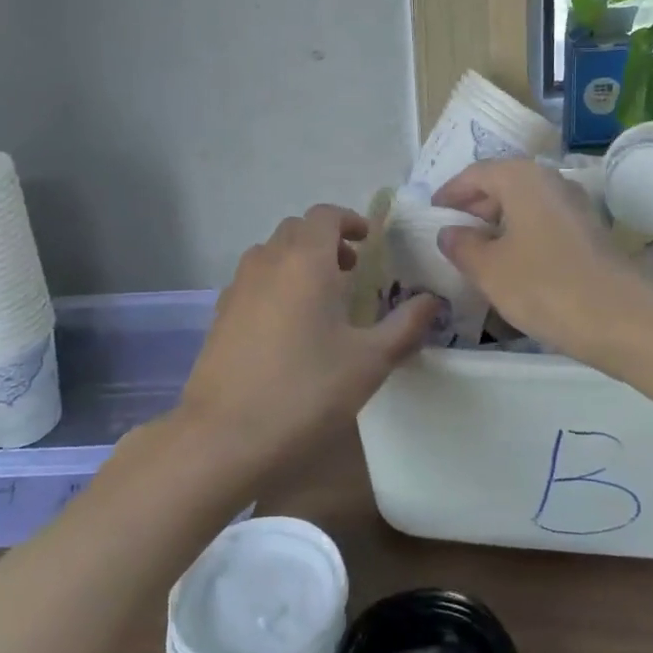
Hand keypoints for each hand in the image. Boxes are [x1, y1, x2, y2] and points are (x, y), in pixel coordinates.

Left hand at [177, 204, 439, 473]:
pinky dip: (275, 284)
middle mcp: (268, 262)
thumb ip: (405, 326)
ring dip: (298, 260)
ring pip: (271, 253)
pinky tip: (287, 326)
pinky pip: (253, 281)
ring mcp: (238, 288)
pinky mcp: (220, 315)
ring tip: (321, 297)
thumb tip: (432, 301)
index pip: (325, 215)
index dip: (349, 220)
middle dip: (326, 240)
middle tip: (351, 270)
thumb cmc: (305, 391)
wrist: (224, 437)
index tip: (368, 242)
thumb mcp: (369, 361)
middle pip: (297, 230)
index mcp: (305, 261)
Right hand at [434, 160, 652, 364]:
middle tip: (451, 237)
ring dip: (499, 225)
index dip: (450, 193)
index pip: (476, 173)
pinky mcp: (591, 234)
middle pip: (502, 185)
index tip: (431, 214)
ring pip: (525, 207)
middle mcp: (551, 181)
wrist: (624, 320)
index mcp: (522, 178)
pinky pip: (544, 225)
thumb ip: (462, 246)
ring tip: (477, 256)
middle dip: (474, 208)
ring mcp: (576, 207)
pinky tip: (513, 268)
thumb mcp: (490, 269)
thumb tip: (449, 232)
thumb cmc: (545, 286)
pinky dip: (522, 238)